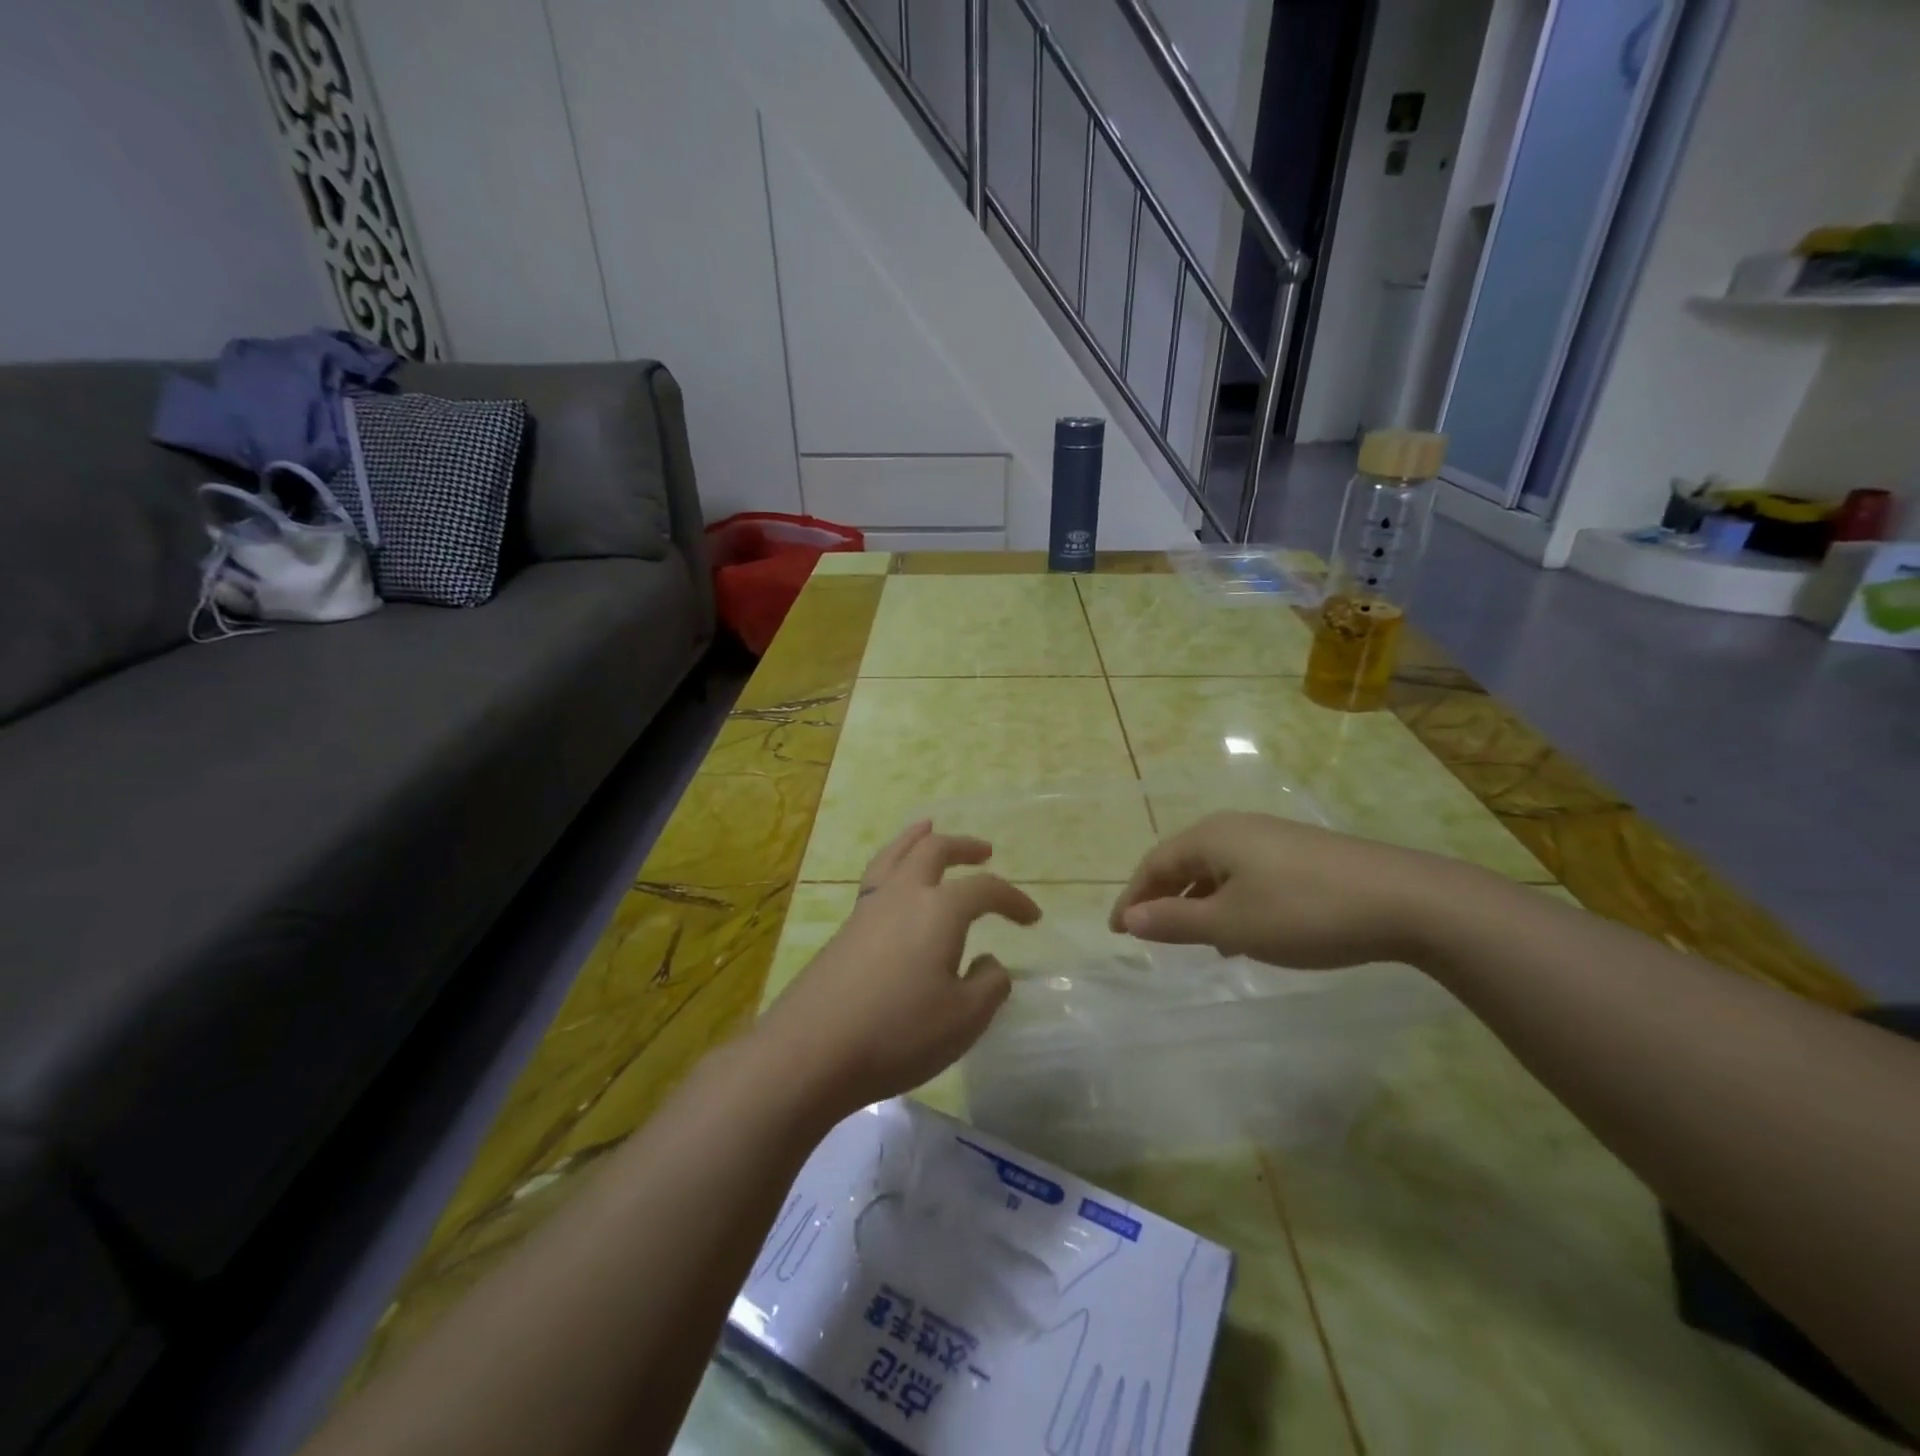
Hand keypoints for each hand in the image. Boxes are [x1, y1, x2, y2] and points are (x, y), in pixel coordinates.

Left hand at [758, 821, 1040, 1116]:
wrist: (811, 1050)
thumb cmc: (898, 1033)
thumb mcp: (964, 1019)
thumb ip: (989, 985)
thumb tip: (989, 962)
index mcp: (940, 910)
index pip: (985, 890)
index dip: (1013, 899)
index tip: (1032, 917)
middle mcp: (903, 895)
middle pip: (933, 850)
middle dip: (963, 846)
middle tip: (984, 851)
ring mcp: (868, 909)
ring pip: (895, 854)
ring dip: (917, 839)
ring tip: (927, 828)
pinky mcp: (845, 930)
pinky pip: (875, 877)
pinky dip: (893, 863)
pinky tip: (895, 882)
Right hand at [1108, 812, 1471, 968]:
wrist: (1405, 899)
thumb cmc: (1303, 912)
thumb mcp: (1232, 924)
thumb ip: (1175, 922)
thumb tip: (1130, 917)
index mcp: (1211, 837)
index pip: (1154, 864)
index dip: (1132, 898)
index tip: (1117, 931)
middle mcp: (1235, 829)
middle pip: (1183, 862)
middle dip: (1163, 899)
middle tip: (1148, 934)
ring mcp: (1271, 838)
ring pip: (1216, 870)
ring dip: (1197, 903)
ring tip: (1194, 941)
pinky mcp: (1299, 854)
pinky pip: (1245, 875)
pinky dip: (1229, 901)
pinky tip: (1243, 932)